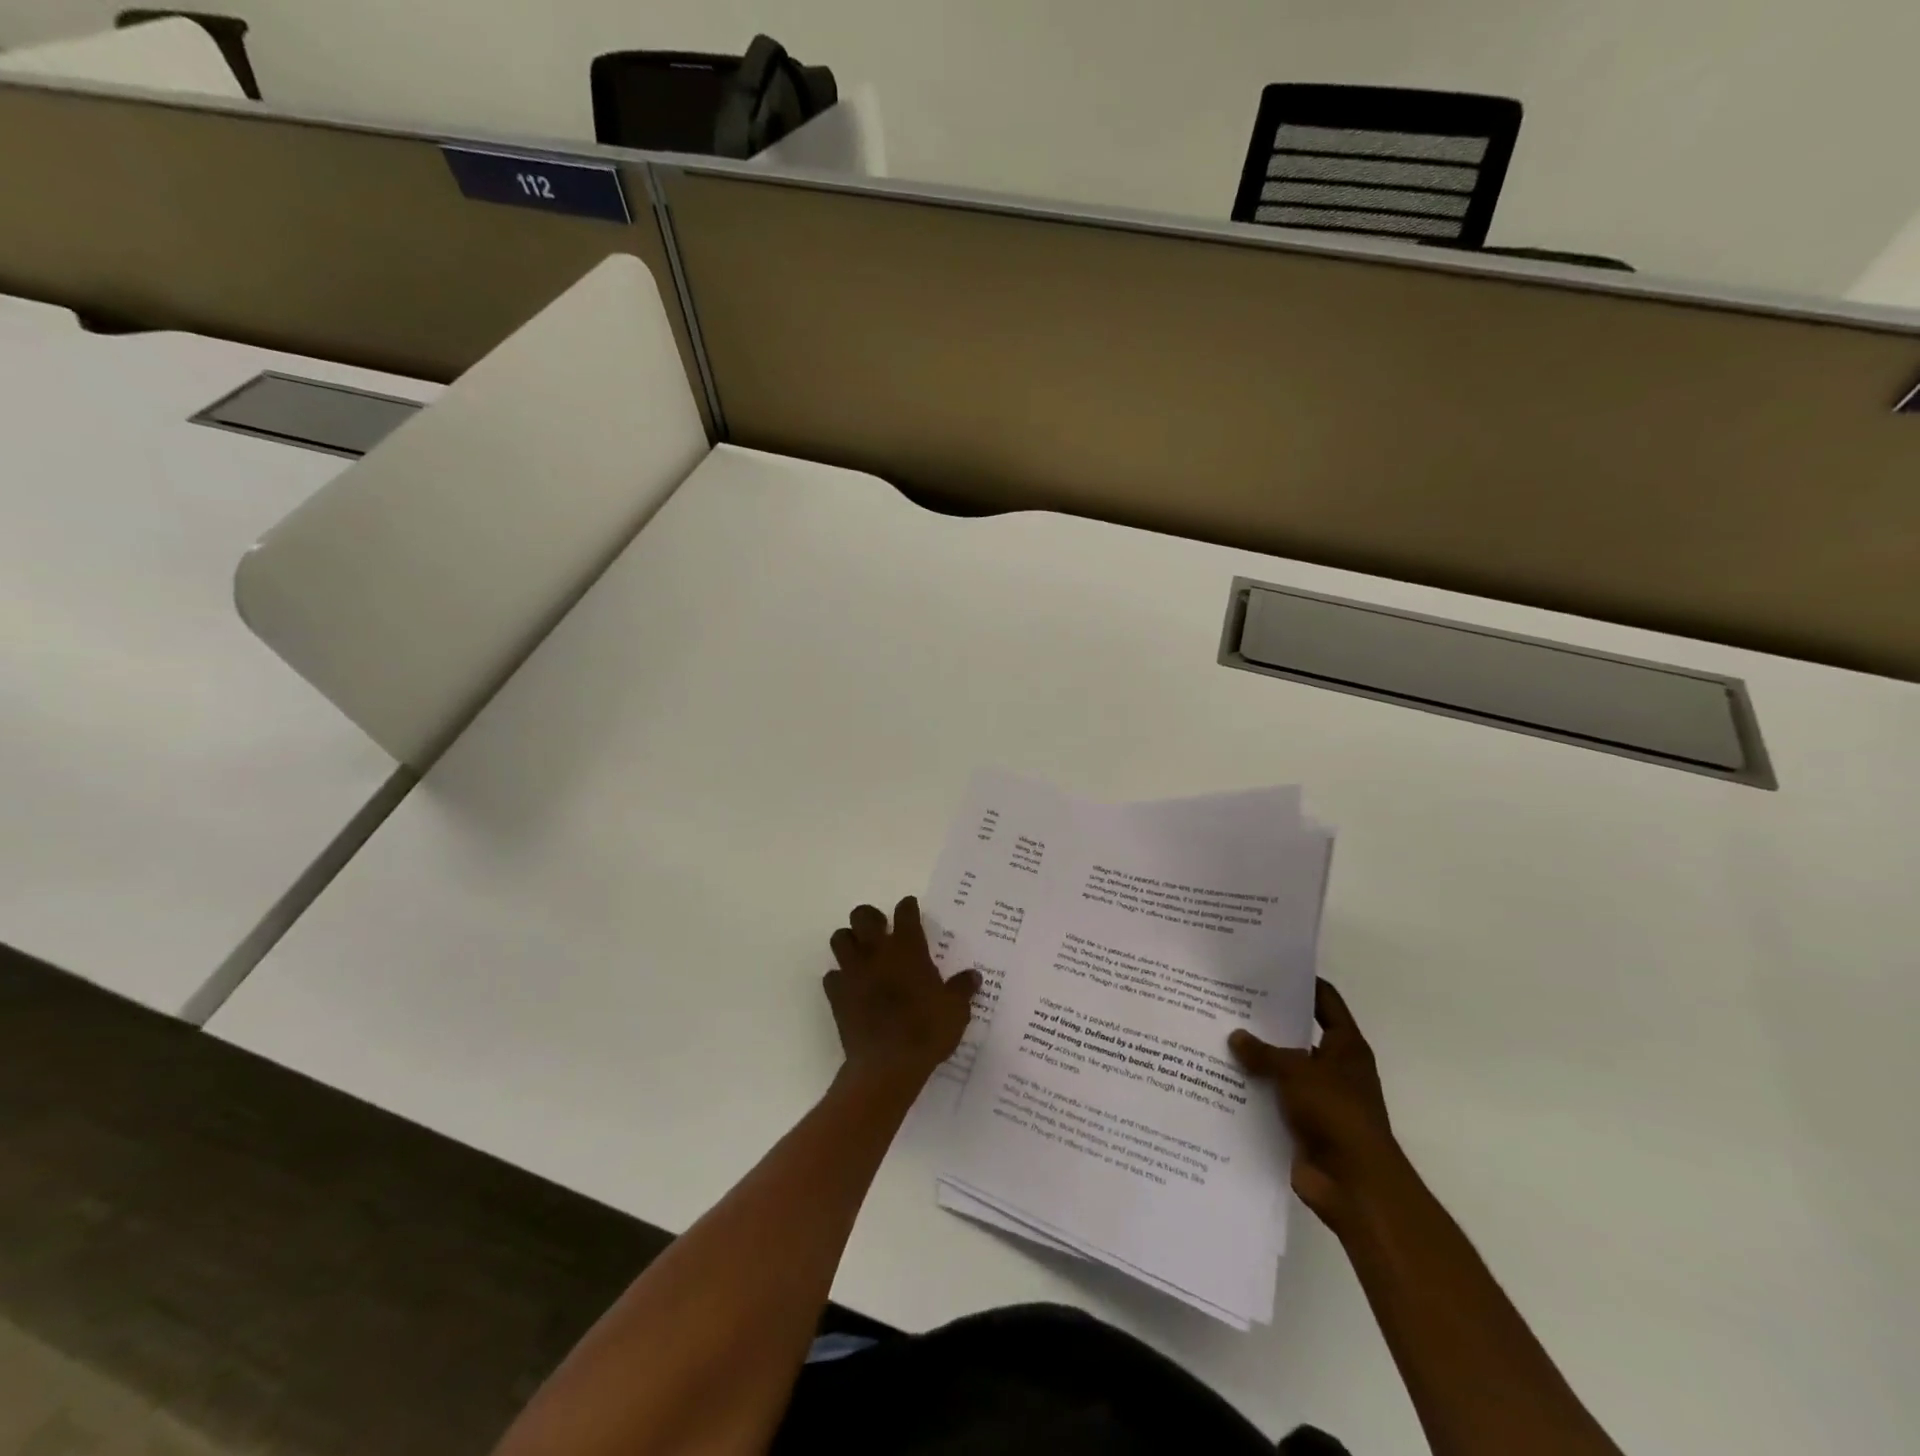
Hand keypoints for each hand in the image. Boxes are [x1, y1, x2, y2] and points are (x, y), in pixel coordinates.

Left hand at [825, 897, 980, 1091]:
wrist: (887, 1065)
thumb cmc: (926, 1031)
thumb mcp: (956, 1010)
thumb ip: (962, 989)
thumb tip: (973, 976)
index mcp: (908, 948)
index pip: (905, 912)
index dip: (908, 907)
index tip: (910, 908)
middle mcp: (877, 952)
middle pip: (862, 915)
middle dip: (870, 918)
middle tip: (880, 930)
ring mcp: (853, 972)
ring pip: (839, 939)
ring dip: (849, 942)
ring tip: (861, 954)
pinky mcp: (836, 995)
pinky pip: (832, 976)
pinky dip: (840, 978)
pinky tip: (851, 987)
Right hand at [1230, 979, 1407, 1236]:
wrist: (1354, 1185)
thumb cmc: (1335, 1114)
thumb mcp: (1296, 1071)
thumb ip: (1264, 1052)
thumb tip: (1236, 1036)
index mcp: (1345, 1047)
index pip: (1324, 1001)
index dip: (1300, 982)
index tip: (1267, 967)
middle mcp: (1333, 1068)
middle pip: (1296, 1034)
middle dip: (1265, 1022)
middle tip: (1227, 1001)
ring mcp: (1317, 1098)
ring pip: (1280, 1069)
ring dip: (1254, 1059)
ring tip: (1214, 1037)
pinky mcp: (1301, 1125)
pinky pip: (1271, 1100)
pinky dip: (1251, 1092)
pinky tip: (1218, 1079)